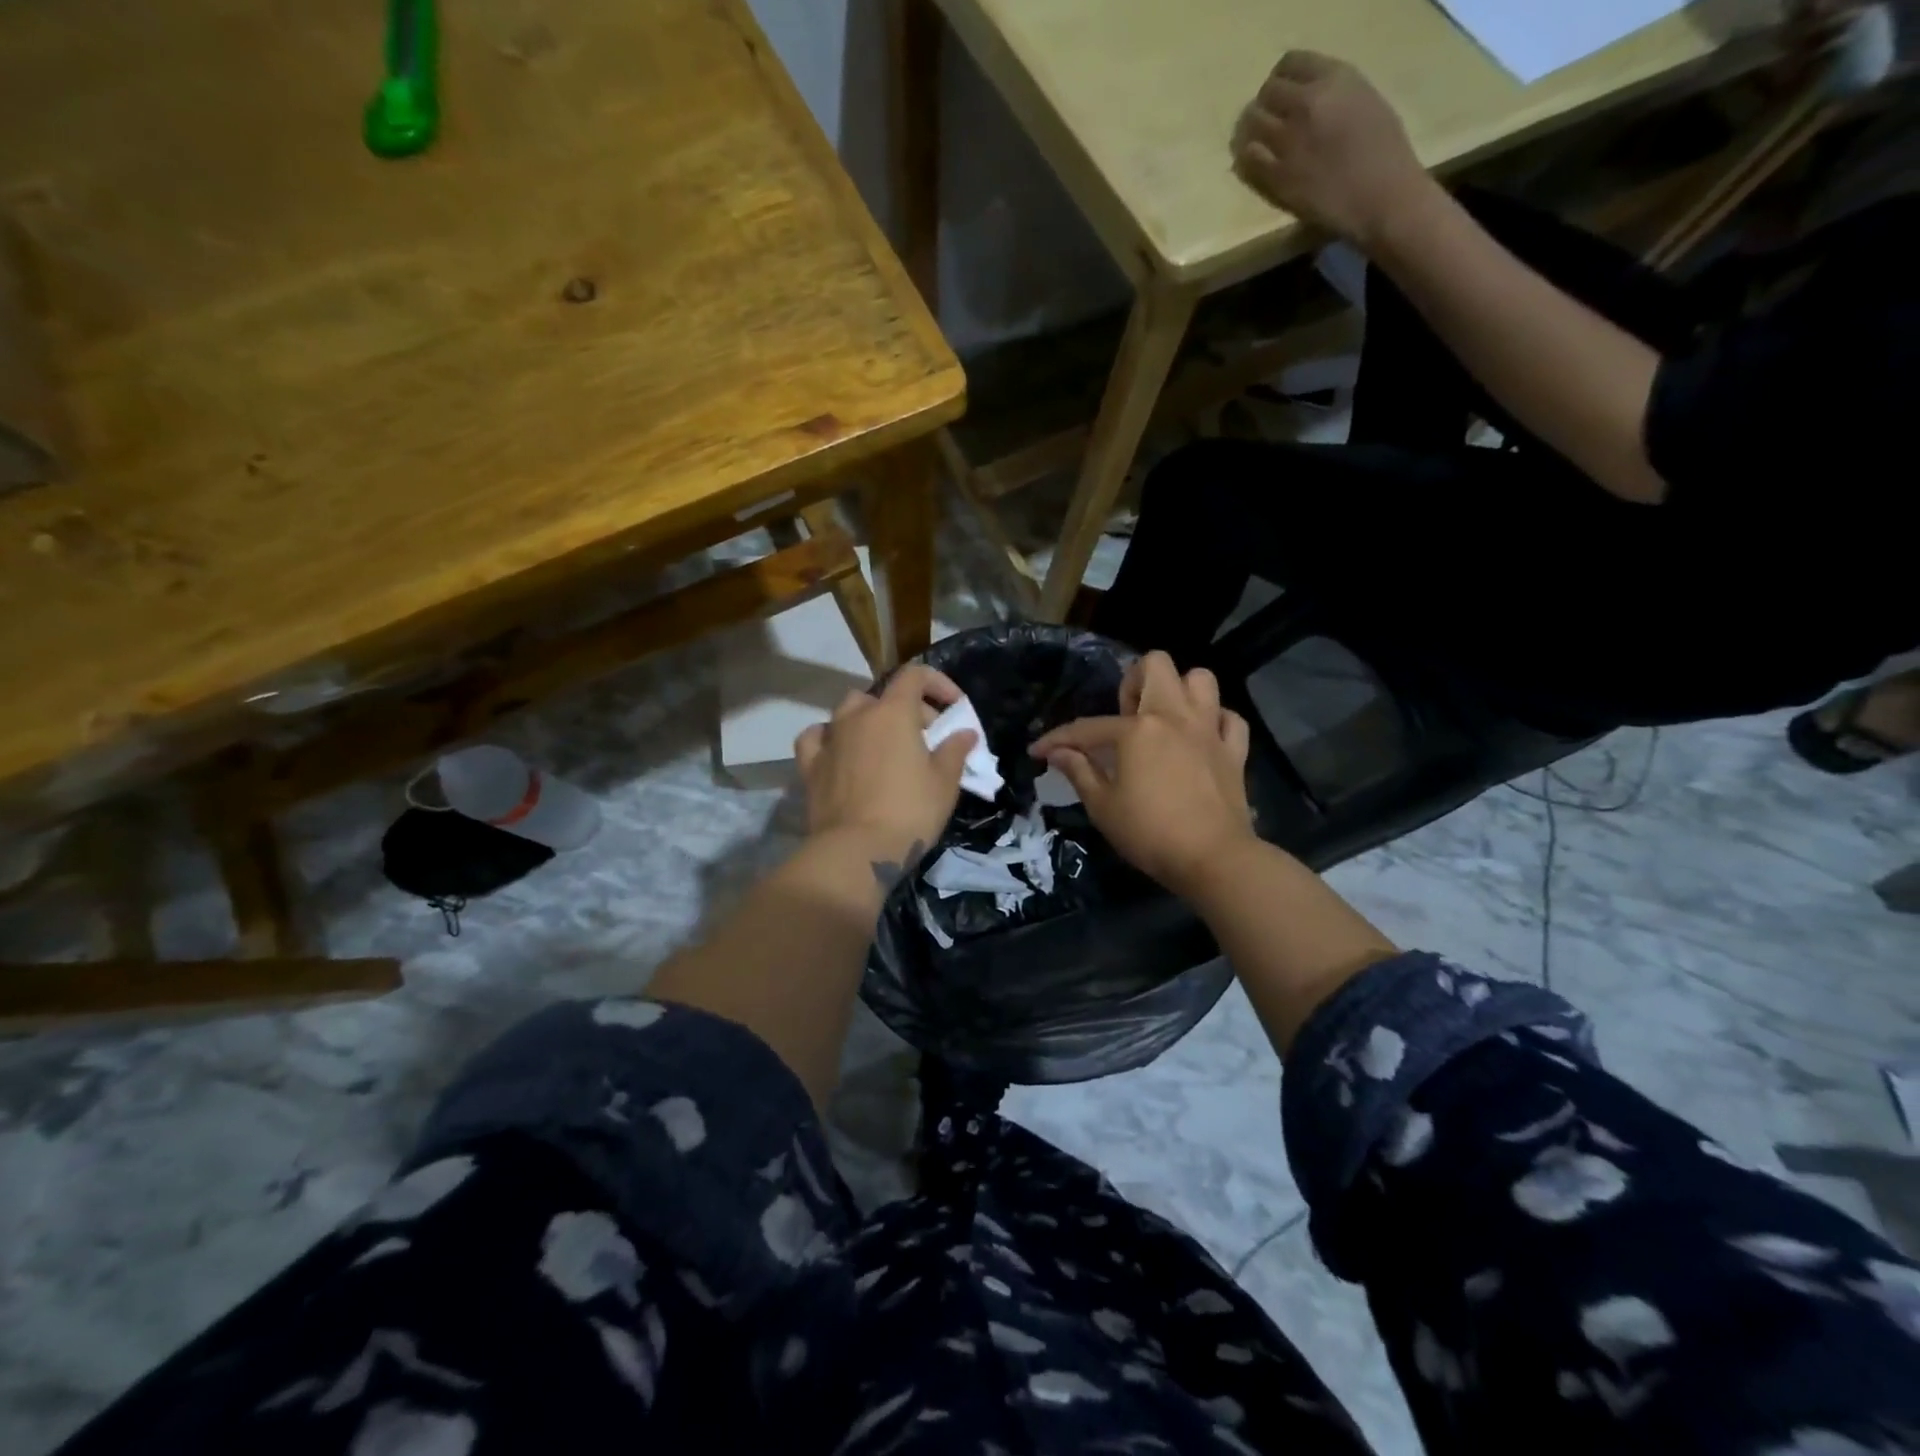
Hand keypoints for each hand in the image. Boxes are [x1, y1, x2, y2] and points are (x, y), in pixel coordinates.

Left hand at [794, 665, 974, 870]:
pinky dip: (830, 737)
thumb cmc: (910, 812)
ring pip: (848, 711)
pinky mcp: (810, 765)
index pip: (915, 675)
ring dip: (870, 719)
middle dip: (910, 710)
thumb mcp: (945, 783)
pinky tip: (839, 750)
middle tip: (928, 740)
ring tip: (885, 744)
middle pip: (884, 696)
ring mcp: (830, 738)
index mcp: (893, 712)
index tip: (954, 707)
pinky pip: (817, 737)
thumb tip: (964, 733)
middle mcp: (857, 716)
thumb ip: (955, 750)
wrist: (857, 850)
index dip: (937, 683)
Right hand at [1030, 652, 1255, 894]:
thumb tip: (1057, 752)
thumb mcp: (1102, 806)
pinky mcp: (1234, 751)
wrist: (1213, 858)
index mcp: (1137, 729)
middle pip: (1156, 665)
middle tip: (1124, 717)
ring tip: (1164, 719)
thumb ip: (1078, 772)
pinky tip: (1200, 738)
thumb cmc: (1149, 833)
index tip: (1037, 751)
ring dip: (1180, 691)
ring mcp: (1209, 730)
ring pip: (1200, 680)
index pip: (1087, 727)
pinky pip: (1230, 718)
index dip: (1057, 739)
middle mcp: (1174, 716)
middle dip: (1134, 681)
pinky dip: (1216, 721)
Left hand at [1231, 52, 1430, 249]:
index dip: (1281, 79)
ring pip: (1251, 124)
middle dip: (1264, 106)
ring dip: (1250, 132)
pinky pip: (1248, 159)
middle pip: (1266, 93)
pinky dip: (1247, 158)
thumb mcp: (1362, 100)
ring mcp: (1288, 141)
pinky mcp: (1276, 176)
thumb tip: (1303, 97)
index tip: (1282, 93)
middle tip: (1267, 121)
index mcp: (1334, 78)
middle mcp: (1307, 103)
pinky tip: (1253, 163)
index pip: (1289, 63)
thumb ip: (1331, 92)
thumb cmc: (1382, 149)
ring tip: (1256, 141)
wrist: (1378, 196)